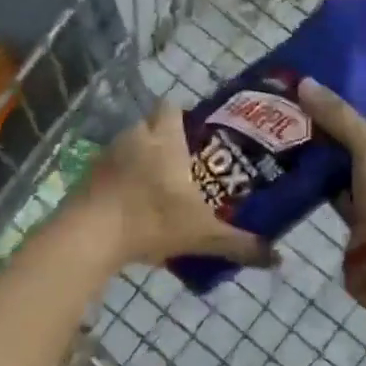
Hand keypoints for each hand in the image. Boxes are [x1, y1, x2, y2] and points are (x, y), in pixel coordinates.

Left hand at [74, 102, 276, 269]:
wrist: (89, 237)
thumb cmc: (151, 221)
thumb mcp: (202, 235)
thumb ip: (240, 244)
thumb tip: (279, 258)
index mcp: (163, 139)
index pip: (171, 106)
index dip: (182, 115)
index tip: (196, 133)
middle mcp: (134, 137)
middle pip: (149, 124)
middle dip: (163, 137)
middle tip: (183, 163)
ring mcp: (106, 155)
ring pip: (128, 145)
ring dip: (140, 158)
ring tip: (157, 186)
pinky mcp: (87, 176)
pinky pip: (109, 168)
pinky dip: (120, 179)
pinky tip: (130, 204)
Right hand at [297, 80, 365, 243]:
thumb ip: (339, 115)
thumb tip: (306, 82)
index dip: (353, 100)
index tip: (319, 89)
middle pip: (360, 141)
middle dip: (331, 127)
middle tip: (295, 110)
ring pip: (345, 168)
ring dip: (322, 155)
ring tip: (287, 135)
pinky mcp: (357, 219)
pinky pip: (335, 192)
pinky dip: (318, 183)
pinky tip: (293, 170)